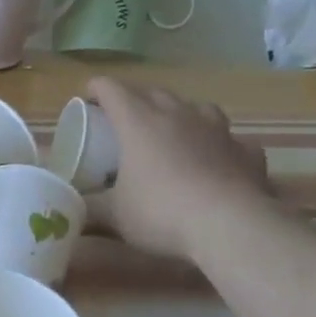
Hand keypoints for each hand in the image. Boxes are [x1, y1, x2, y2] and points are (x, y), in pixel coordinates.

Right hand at [84, 76, 273, 260]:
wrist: (231, 227)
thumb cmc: (161, 212)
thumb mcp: (114, 215)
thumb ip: (88, 209)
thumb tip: (68, 212)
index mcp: (138, 122)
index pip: (111, 89)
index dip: (95, 90)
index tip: (87, 102)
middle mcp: (178, 116)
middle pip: (153, 92)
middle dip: (136, 100)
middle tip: (124, 122)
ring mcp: (217, 131)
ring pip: (197, 107)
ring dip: (182, 114)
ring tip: (175, 132)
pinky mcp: (246, 152)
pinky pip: (231, 140)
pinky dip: (220, 146)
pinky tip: (218, 161)